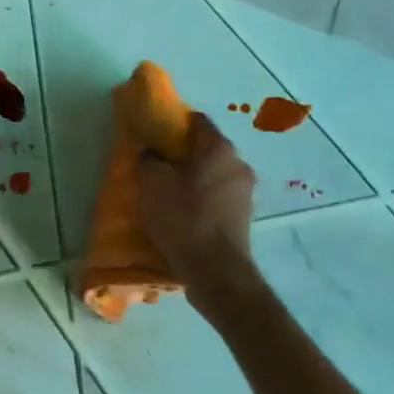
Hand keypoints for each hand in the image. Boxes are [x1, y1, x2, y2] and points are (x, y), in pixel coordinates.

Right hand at [137, 114, 257, 300]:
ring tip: (167, 193)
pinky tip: (183, 214)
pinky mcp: (243, 217)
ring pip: (212, 175)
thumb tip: (149, 152)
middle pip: (206, 149)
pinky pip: (217, 197)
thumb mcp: (153, 185)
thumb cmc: (184, 220)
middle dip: (181, 154)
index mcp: (219, 149)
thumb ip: (148, 161)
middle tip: (156, 166)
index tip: (153, 135)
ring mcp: (245, 192)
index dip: (173, 124)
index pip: (197, 121)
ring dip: (191, 179)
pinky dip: (201, 200)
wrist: (216, 272)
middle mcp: (238, 164)